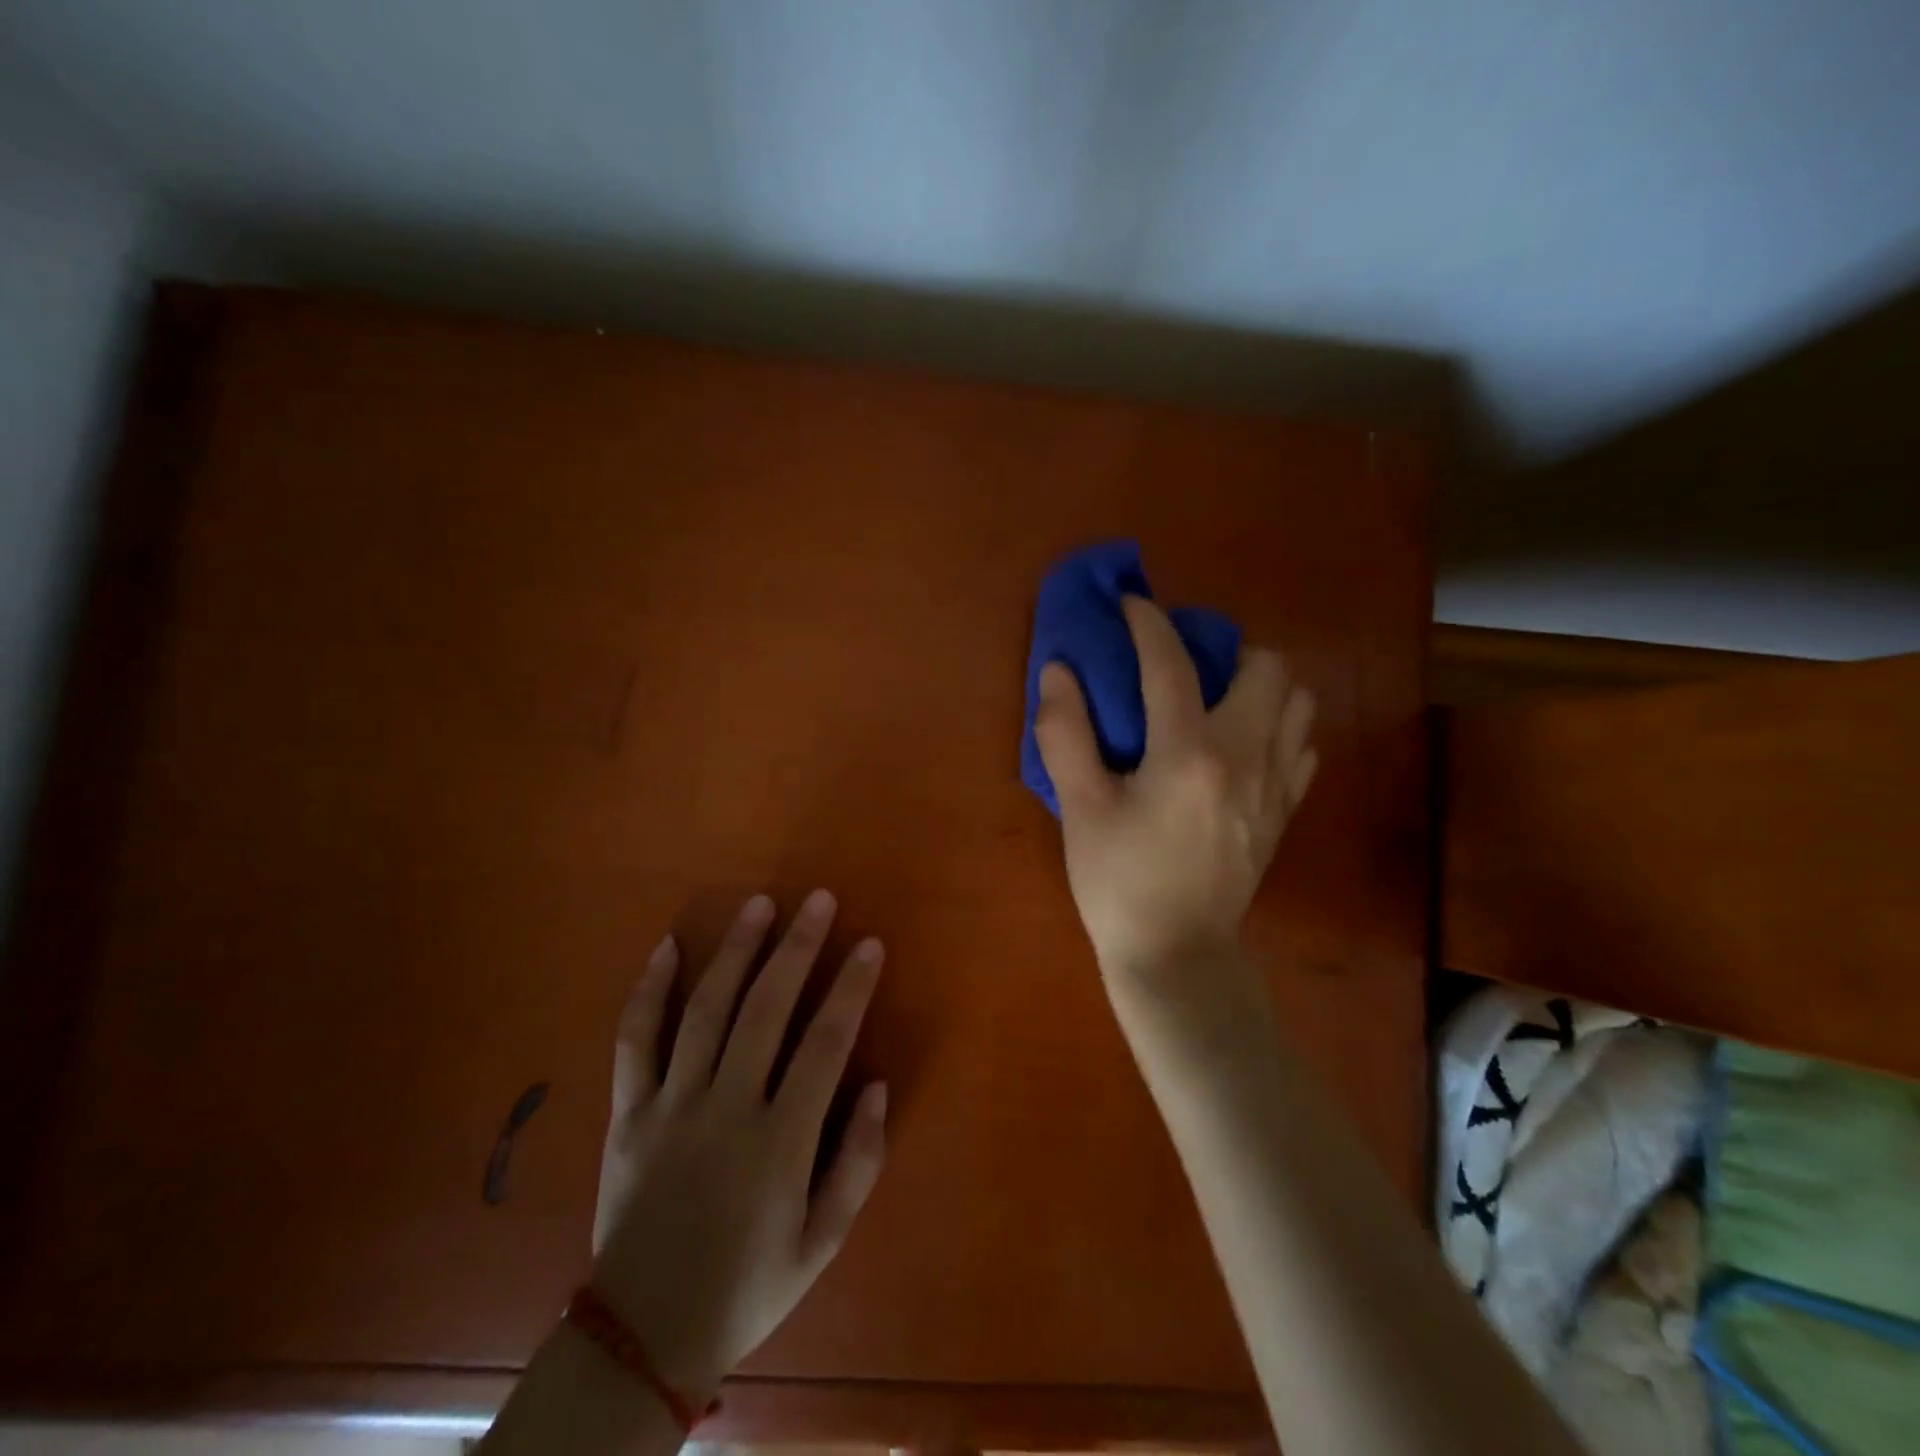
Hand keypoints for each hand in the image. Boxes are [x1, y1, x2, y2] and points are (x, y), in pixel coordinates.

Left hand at [588, 890, 887, 1400]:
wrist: (641, 1339)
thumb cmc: (748, 1286)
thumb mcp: (822, 1244)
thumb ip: (858, 1164)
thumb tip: (878, 1085)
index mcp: (779, 1143)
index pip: (825, 1045)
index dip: (851, 988)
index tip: (869, 944)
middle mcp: (726, 1109)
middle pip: (766, 1010)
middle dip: (797, 948)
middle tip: (819, 900)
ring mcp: (671, 1106)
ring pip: (706, 1010)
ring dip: (737, 951)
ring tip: (760, 905)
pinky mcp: (628, 1112)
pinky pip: (635, 1040)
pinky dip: (649, 990)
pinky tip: (669, 946)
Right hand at [1033, 596, 1316, 986]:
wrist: (1176, 956)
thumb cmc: (1119, 882)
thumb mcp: (1080, 808)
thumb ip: (1066, 733)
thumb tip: (1058, 670)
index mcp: (1188, 754)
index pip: (1172, 664)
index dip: (1149, 623)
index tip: (1131, 604)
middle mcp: (1246, 757)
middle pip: (1266, 666)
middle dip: (1224, 649)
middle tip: (1183, 666)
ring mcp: (1276, 785)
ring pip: (1298, 701)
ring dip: (1259, 684)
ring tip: (1216, 700)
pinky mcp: (1286, 810)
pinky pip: (1302, 744)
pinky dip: (1277, 726)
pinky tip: (1240, 744)